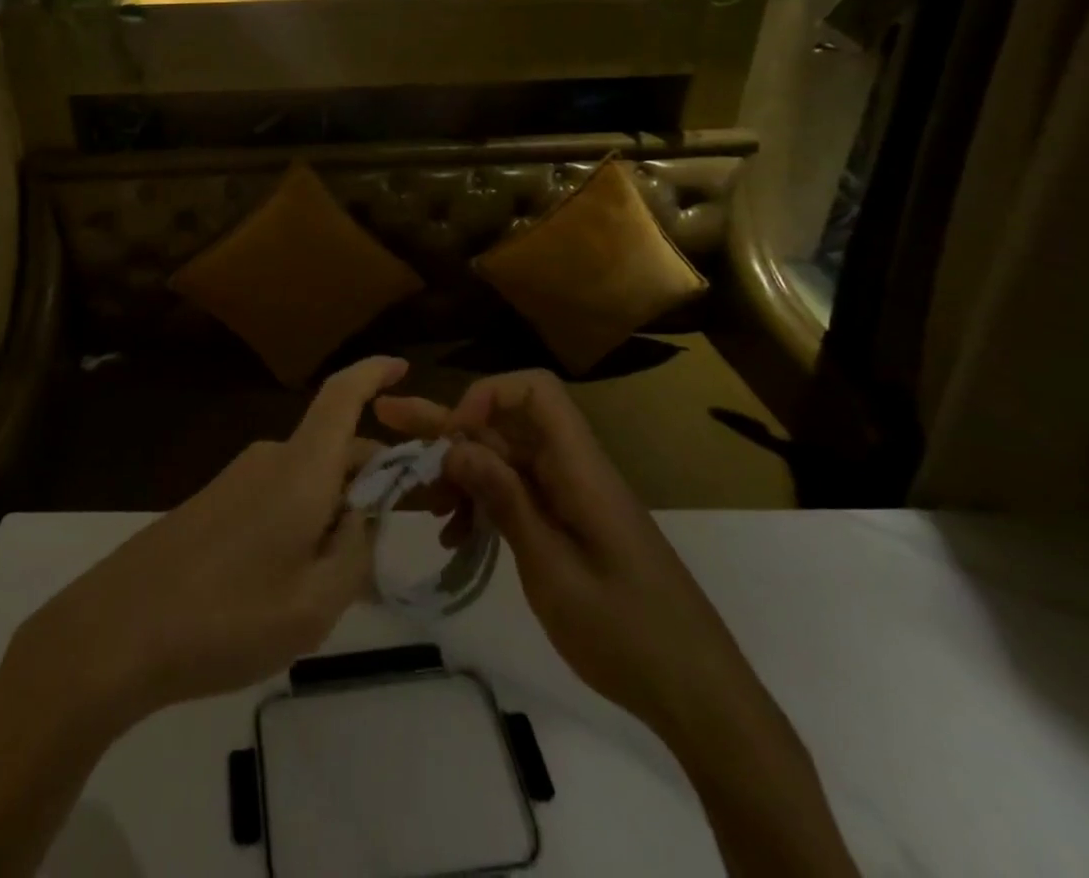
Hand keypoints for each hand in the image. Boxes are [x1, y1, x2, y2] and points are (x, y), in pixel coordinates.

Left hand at [20, 355, 406, 726]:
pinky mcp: (215, 501)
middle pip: (335, 446)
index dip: (374, 373)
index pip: (342, 395)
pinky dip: (304, 519)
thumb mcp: (315, 602)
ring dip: (336, 509)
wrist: (118, 630)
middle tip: (394, 538)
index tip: (405, 368)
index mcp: (301, 468)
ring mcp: (238, 477)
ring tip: (341, 581)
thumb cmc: (227, 616)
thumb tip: (365, 514)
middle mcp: (270, 458)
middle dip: (371, 479)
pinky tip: (295, 580)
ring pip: (309, 477)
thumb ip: (356, 552)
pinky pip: (279, 495)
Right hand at [376, 369, 768, 748]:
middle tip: (387, 416)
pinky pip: (515, 496)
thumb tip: (457, 444)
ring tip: (413, 497)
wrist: (700, 697)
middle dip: (445, 423)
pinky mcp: (568, 526)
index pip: (535, 392)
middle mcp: (571, 471)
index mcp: (579, 469)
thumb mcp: (555, 571)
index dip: (488, 395)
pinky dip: (481, 506)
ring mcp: (569, 499)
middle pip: (504, 426)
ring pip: (503, 462)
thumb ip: (506, 501)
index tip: (453, 435)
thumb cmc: (629, 633)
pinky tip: (453, 536)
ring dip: (457, 472)